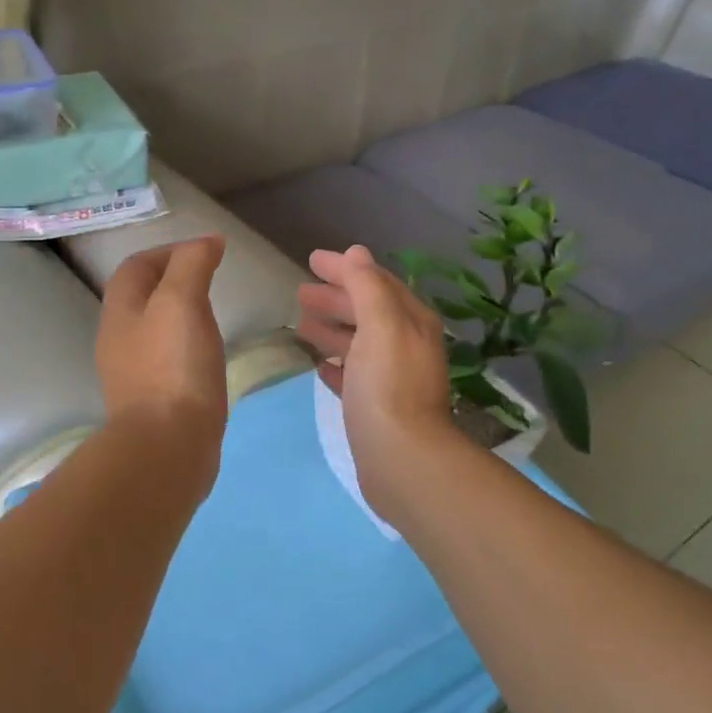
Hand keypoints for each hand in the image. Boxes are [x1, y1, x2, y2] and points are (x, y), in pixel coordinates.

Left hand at [96, 237, 228, 468]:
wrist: (168, 447)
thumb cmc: (174, 367)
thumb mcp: (182, 302)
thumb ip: (192, 264)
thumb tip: (207, 241)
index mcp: (119, 312)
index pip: (136, 267)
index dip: (168, 251)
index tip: (206, 252)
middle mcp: (118, 340)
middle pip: (140, 297)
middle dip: (171, 280)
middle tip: (210, 281)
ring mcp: (132, 373)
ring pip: (152, 329)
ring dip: (178, 314)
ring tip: (211, 315)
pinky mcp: (151, 401)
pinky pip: (165, 360)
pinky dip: (184, 346)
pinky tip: (206, 356)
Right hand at [296, 245, 465, 510]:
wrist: (402, 459)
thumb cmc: (388, 386)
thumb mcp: (380, 325)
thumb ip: (367, 286)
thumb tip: (356, 253)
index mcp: (410, 321)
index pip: (375, 282)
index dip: (345, 269)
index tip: (311, 260)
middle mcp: (405, 345)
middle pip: (366, 311)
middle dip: (336, 298)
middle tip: (301, 292)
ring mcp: (392, 378)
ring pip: (358, 342)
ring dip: (332, 329)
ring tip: (301, 324)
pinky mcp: (376, 407)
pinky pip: (353, 375)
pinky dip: (337, 364)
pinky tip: (319, 365)